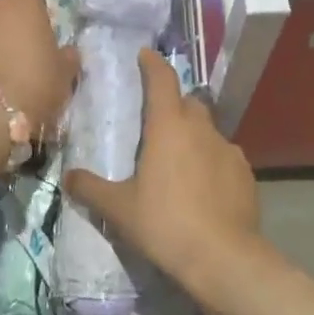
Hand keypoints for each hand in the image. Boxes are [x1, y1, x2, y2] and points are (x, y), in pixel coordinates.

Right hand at [64, 50, 262, 302]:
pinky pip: (224, 157)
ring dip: (193, 137)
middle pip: (188, 102)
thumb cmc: (166, 224)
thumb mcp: (119, 209)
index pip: (162, 79)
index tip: (144, 55)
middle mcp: (201, 128)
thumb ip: (91, 189)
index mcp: (169, 126)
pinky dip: (212, 163)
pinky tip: (203, 188)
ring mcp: (228, 150)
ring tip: (179, 163)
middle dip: (173, 105)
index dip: (152, 63)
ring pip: (208, 131)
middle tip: (156, 124)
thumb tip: (68, 177)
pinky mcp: (246, 174)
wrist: (224, 259)